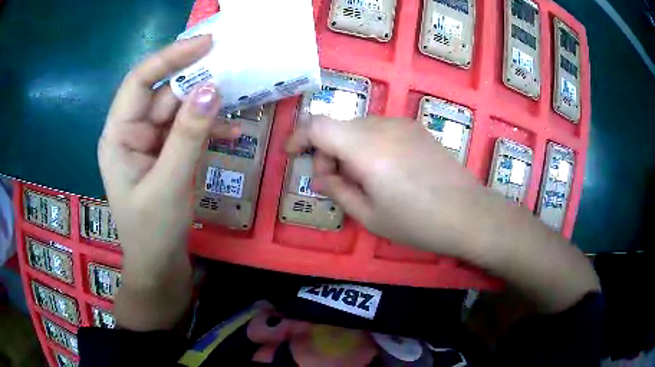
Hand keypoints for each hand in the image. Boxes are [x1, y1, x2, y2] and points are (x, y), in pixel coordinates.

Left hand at [98, 35, 238, 278]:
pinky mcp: (167, 155)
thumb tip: (213, 90)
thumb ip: (188, 135)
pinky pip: (188, 131)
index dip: (170, 58)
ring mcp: (150, 144)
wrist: (160, 268)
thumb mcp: (169, 184)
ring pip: (179, 111)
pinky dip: (209, 130)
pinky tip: (232, 135)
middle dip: (195, 81)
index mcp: (118, 135)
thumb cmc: (153, 232)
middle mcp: (132, 132)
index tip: (205, 43)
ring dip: (206, 107)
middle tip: (231, 65)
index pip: (139, 81)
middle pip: (163, 94)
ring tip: (238, 99)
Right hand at [285, 116, 484, 254]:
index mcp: (366, 148)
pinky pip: (379, 130)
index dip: (299, 136)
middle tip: (334, 182)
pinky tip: (383, 171)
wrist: (469, 213)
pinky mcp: (416, 129)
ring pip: (358, 128)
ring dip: (347, 149)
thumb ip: (338, 191)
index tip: (292, 155)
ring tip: (361, 180)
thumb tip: (321, 176)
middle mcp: (382, 126)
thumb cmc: (418, 223)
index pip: (318, 125)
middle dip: (326, 151)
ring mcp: (402, 124)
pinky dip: (367, 145)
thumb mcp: (370, 216)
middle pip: (337, 126)